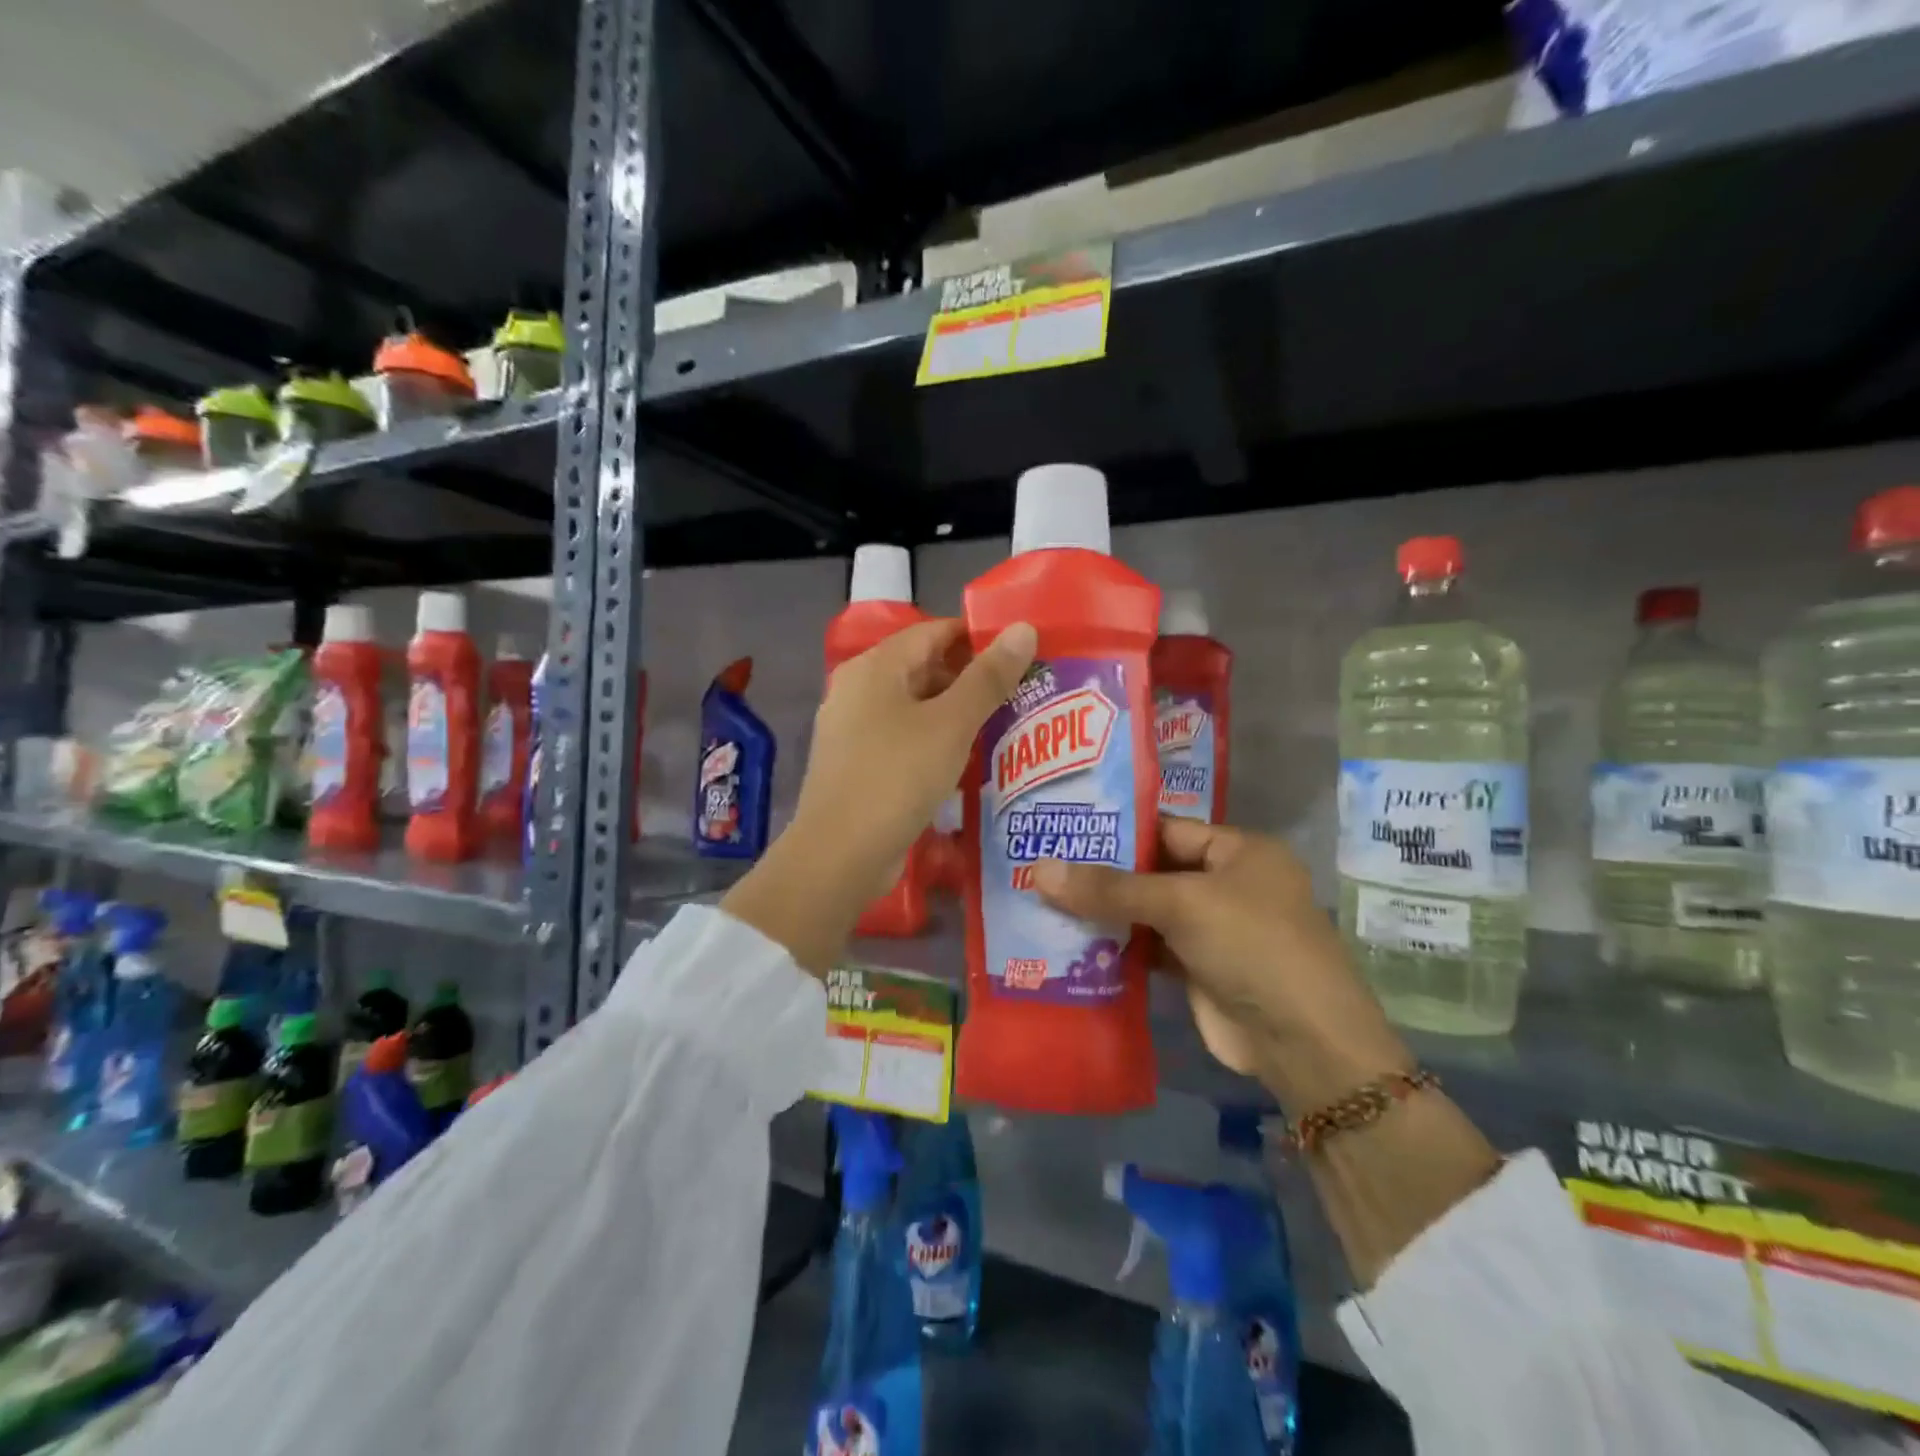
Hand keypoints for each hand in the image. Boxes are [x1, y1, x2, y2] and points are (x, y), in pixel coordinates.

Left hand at [722, 618, 1036, 973]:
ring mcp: (854, 730)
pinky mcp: (858, 765)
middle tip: (1023, 693)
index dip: (979, 638)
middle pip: (924, 668)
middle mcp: (858, 690)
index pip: (934, 632)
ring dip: (957, 715)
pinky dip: (936, 743)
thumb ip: (989, 677)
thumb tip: (1024, 628)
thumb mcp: (951, 724)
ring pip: (916, 708)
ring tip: (1006, 726)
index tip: (1023, 654)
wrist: (840, 855)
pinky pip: (904, 740)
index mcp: (875, 667)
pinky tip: (968, 761)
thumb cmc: (897, 777)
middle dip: (972, 679)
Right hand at [1030, 818, 1410, 1110]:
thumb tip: (1039, 870)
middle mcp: (1227, 884)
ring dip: (1105, 911)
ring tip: (1043, 898)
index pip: (1167, 829)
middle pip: (1154, 871)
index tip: (1064, 829)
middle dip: (1104, 873)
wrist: (1303, 1043)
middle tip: (1041, 864)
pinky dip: (1117, 946)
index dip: (1117, 830)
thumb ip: (1111, 888)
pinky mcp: (1198, 969)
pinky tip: (1071, 941)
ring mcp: (1213, 929)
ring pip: (1148, 911)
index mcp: (1239, 851)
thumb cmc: (1252, 946)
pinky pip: (1149, 947)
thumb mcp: (1182, 904)